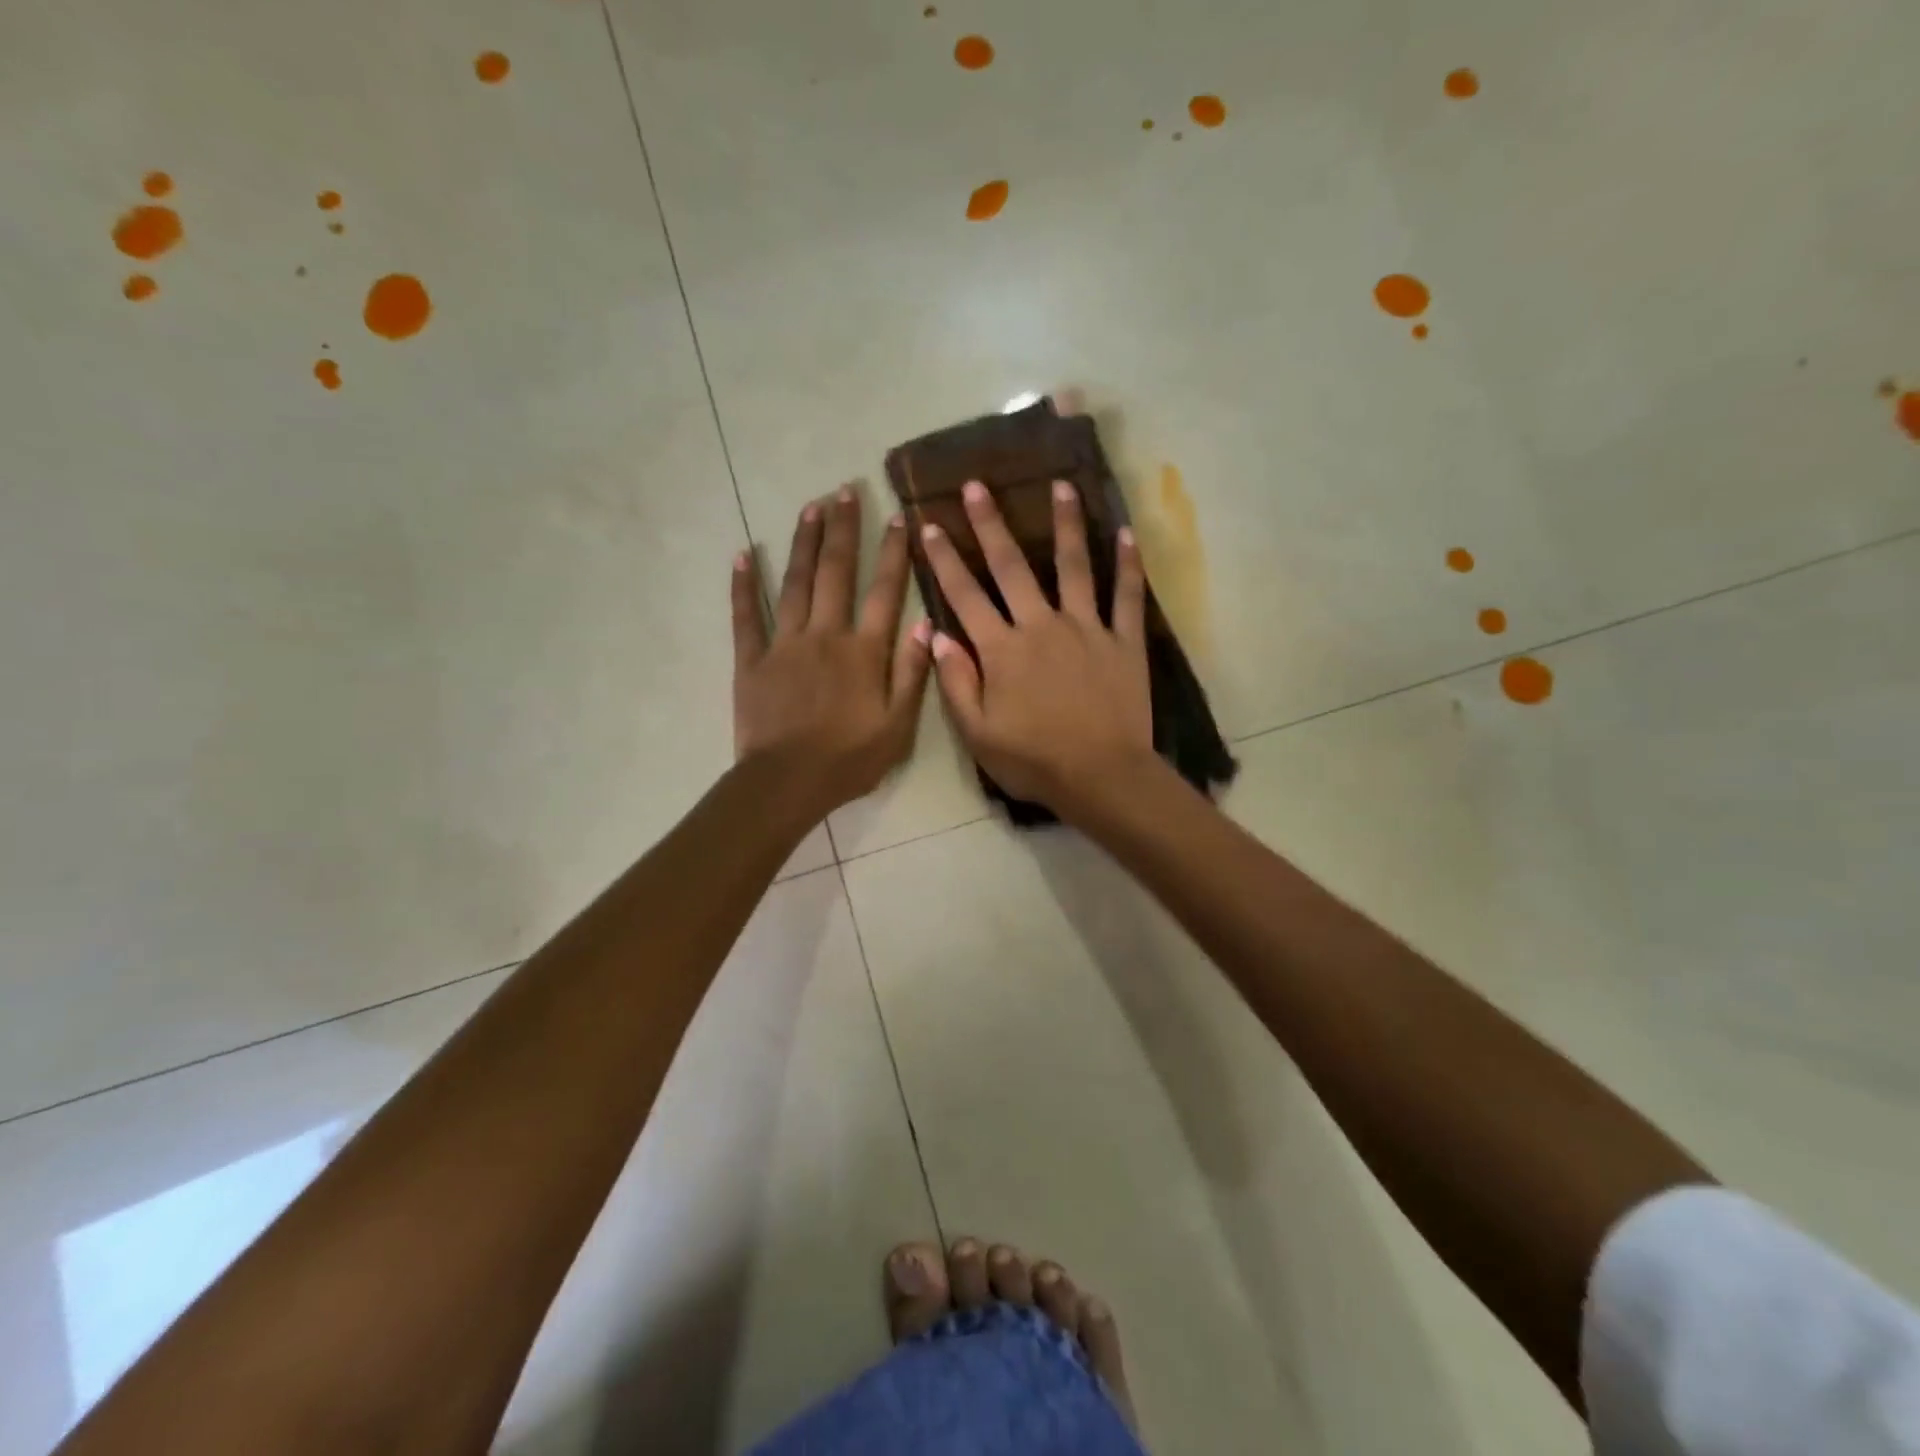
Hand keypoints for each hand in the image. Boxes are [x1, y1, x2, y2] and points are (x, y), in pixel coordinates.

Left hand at [733, 489, 931, 817]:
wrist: (787, 782)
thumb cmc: (849, 759)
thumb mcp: (898, 726)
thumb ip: (913, 672)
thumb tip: (927, 622)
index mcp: (863, 651)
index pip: (883, 590)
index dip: (892, 552)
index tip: (897, 516)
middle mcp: (825, 635)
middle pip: (835, 572)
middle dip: (843, 529)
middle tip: (845, 490)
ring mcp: (784, 644)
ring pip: (794, 582)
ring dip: (803, 542)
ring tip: (810, 506)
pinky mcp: (751, 659)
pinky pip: (746, 615)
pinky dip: (743, 584)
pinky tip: (742, 553)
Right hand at [919, 480, 1154, 814]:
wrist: (1101, 776)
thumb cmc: (1033, 761)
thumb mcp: (977, 734)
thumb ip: (956, 683)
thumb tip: (935, 636)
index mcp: (1002, 650)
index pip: (965, 596)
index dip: (944, 560)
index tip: (929, 525)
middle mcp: (1041, 626)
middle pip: (1012, 567)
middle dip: (990, 524)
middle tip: (977, 485)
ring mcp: (1087, 629)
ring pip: (1074, 566)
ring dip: (1065, 524)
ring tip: (1061, 485)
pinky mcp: (1124, 641)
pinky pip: (1127, 596)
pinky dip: (1127, 565)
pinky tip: (1125, 534)